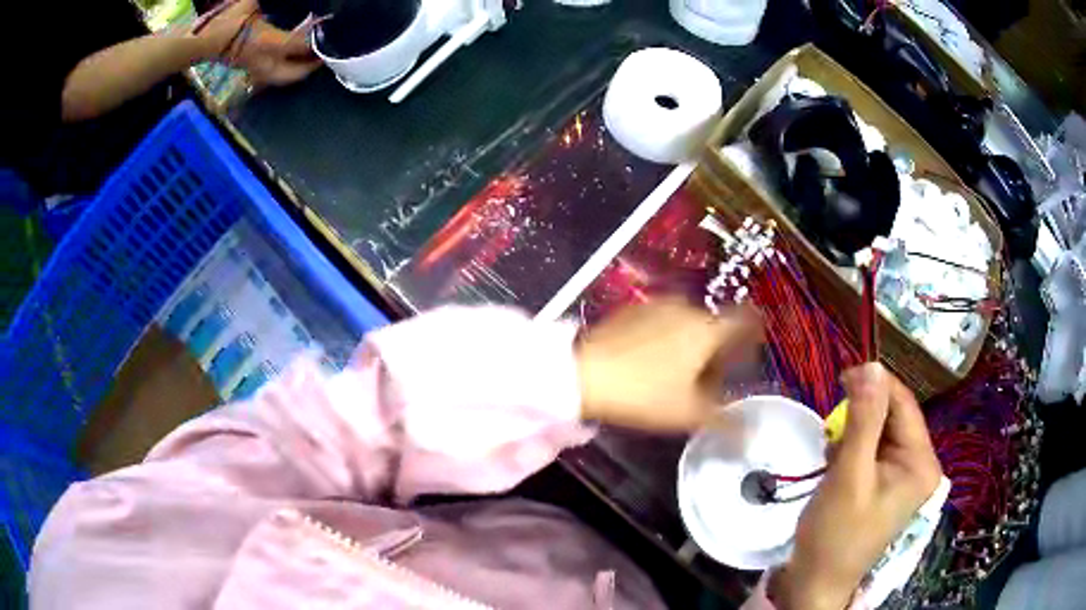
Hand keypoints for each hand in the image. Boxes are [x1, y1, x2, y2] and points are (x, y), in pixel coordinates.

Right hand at [195, 0, 321, 86]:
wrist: (200, 41)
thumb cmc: (225, 20)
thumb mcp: (250, 4)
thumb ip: (264, 3)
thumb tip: (279, 0)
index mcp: (268, 44)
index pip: (300, 45)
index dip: (315, 40)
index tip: (327, 30)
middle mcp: (265, 63)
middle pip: (295, 74)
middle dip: (311, 66)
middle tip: (323, 55)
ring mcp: (256, 71)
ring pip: (284, 79)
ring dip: (298, 71)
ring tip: (310, 59)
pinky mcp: (249, 72)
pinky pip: (274, 76)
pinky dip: (285, 70)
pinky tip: (290, 60)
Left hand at [575, 298, 762, 431]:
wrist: (585, 374)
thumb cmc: (645, 394)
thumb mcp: (689, 414)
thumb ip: (725, 422)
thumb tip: (751, 436)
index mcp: (709, 329)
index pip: (746, 319)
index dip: (753, 334)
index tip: (750, 353)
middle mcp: (688, 308)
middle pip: (716, 325)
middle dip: (718, 349)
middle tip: (709, 380)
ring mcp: (658, 305)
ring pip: (688, 322)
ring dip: (692, 342)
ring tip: (678, 374)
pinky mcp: (632, 309)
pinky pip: (663, 321)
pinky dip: (667, 336)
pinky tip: (652, 360)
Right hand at [769, 364, 942, 609]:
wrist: (816, 583)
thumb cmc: (836, 533)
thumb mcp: (850, 474)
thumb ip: (863, 419)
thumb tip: (871, 365)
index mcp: (921, 463)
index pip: (904, 404)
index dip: (875, 385)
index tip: (841, 376)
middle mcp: (918, 465)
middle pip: (892, 418)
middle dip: (860, 419)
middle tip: (831, 431)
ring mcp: (901, 477)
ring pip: (879, 433)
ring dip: (852, 436)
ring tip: (831, 456)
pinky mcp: (884, 485)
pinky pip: (871, 452)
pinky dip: (851, 452)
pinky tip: (835, 466)